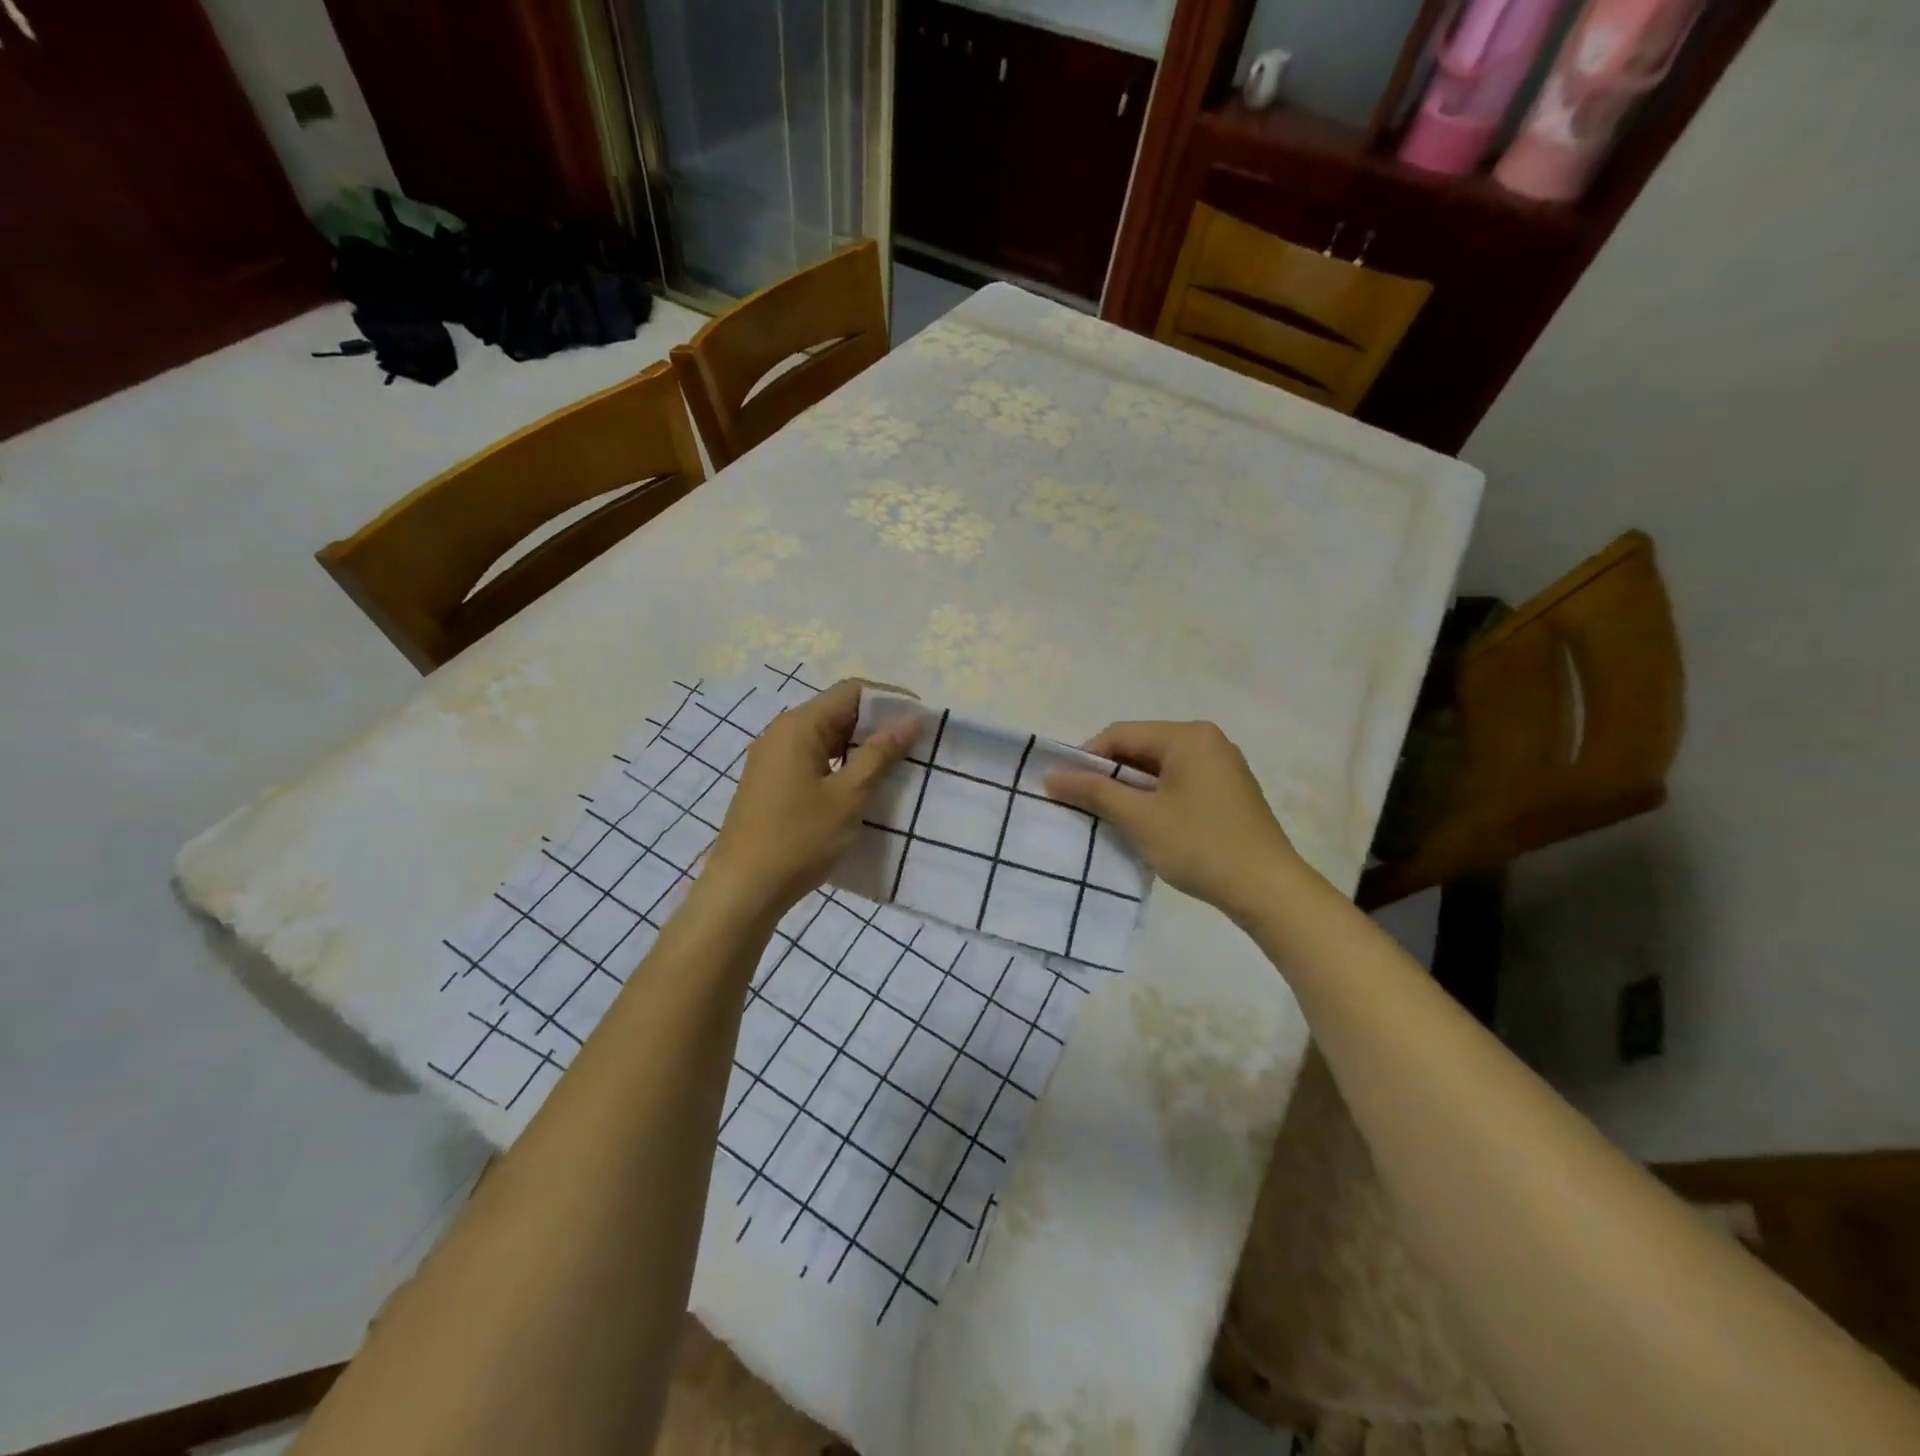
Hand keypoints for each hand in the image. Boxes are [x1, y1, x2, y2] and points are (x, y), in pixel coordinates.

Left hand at [702, 679, 920, 920]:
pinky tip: (863, 787)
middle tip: (915, 746)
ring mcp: (773, 759)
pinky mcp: (772, 783)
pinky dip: (841, 765)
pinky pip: (813, 759)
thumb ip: (879, 755)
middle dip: (877, 724)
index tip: (921, 718)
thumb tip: (911, 721)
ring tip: (896, 766)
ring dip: (860, 747)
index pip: (851, 691)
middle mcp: (781, 733)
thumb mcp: (847, 796)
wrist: (743, 890)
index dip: (889, 699)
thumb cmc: (798, 838)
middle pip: (837, 711)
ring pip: (826, 738)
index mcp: (799, 726)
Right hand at [1045, 720, 1304, 919]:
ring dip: (1131, 789)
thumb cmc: (1199, 845)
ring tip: (1109, 817)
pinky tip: (1145, 823)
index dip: (1086, 758)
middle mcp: (1207, 741)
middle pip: (1141, 747)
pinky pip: (1179, 782)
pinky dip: (1156, 797)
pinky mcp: (1229, 790)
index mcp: (1188, 736)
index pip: (1121, 734)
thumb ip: (1094, 792)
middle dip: (1109, 775)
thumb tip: (1052, 776)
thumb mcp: (1140, 818)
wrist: (1268, 889)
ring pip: (1160, 767)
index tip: (1064, 787)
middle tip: (1083, 804)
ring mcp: (1222, 765)